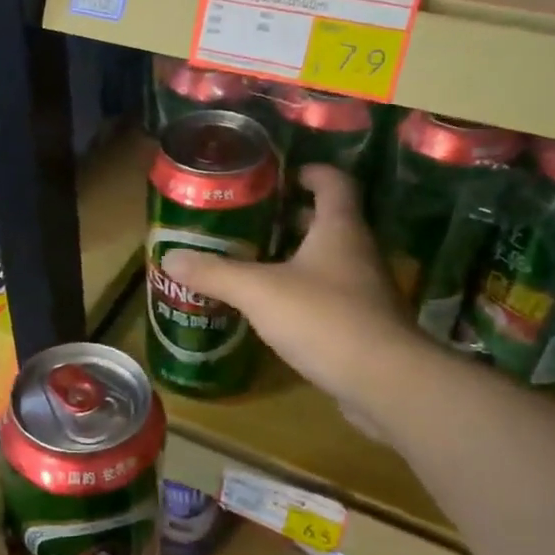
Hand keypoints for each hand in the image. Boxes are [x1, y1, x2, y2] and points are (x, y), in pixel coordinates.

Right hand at [161, 164, 412, 431]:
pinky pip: (329, 296)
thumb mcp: (259, 292)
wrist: (384, 382)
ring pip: (328, 261)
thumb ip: (215, 273)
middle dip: (291, 218)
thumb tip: (169, 257)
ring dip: (295, 257)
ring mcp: (364, 290)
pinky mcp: (363, 325)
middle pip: (328, 221)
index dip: (310, 172)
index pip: (333, 182)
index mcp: (339, 229)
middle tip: (251, 221)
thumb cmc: (324, 318)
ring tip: (253, 262)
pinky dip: (303, 293)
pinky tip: (274, 309)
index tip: (279, 175)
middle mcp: (357, 252)